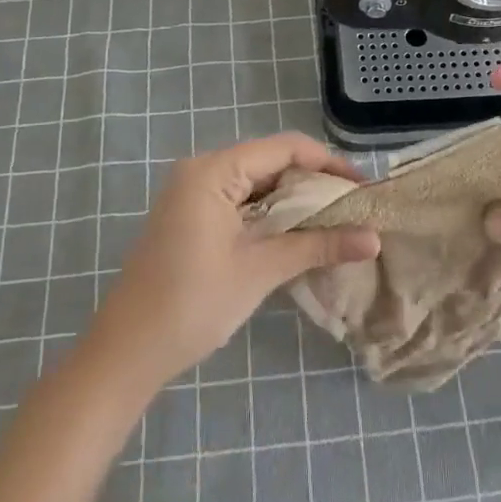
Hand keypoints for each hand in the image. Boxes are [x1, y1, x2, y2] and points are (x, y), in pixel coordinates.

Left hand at [89, 133, 379, 386]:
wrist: (125, 353)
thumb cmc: (192, 304)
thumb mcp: (260, 270)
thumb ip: (318, 246)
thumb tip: (374, 238)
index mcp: (213, 170)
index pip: (284, 148)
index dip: (328, 163)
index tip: (363, 189)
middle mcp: (201, 170)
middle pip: (271, 162)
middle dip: (313, 184)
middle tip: (354, 209)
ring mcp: (192, 193)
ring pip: (256, 184)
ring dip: (293, 202)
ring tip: (334, 223)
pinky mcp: (190, 217)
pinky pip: (239, 202)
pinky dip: (270, 215)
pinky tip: (296, 235)